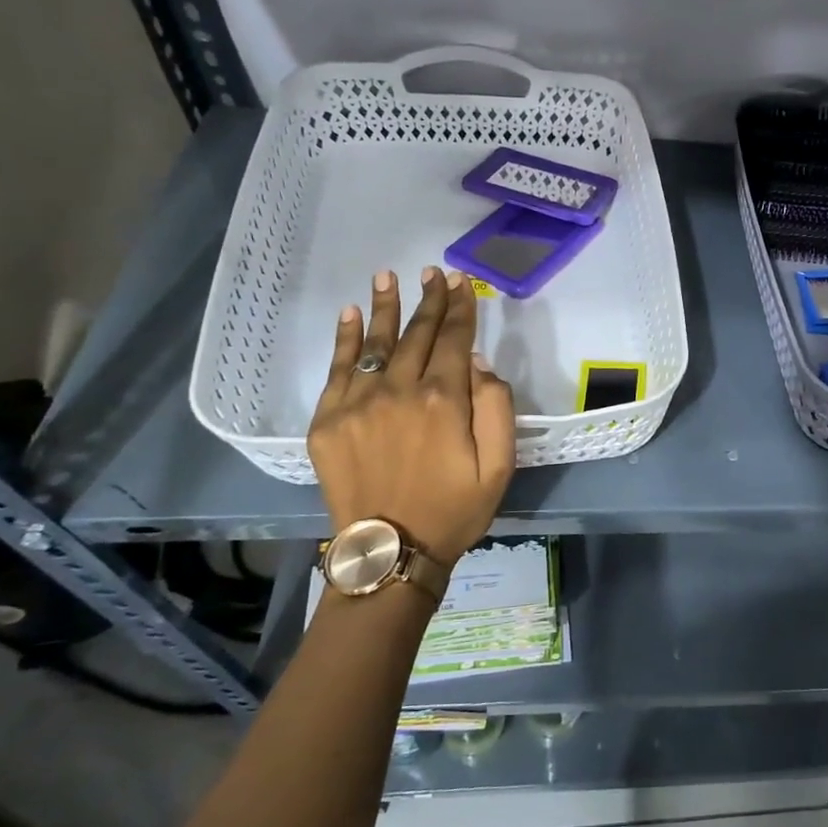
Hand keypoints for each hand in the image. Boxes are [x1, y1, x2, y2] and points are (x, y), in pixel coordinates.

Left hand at [307, 267, 515, 567]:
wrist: (390, 554)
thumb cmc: (455, 510)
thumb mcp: (500, 467)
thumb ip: (496, 408)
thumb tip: (479, 363)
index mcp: (443, 400)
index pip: (455, 340)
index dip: (460, 308)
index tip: (461, 282)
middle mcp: (399, 391)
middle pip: (417, 334)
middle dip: (429, 300)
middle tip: (433, 273)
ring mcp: (358, 404)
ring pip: (375, 344)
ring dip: (384, 307)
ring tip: (387, 276)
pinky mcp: (327, 422)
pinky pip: (337, 370)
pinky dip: (344, 340)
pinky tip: (349, 314)